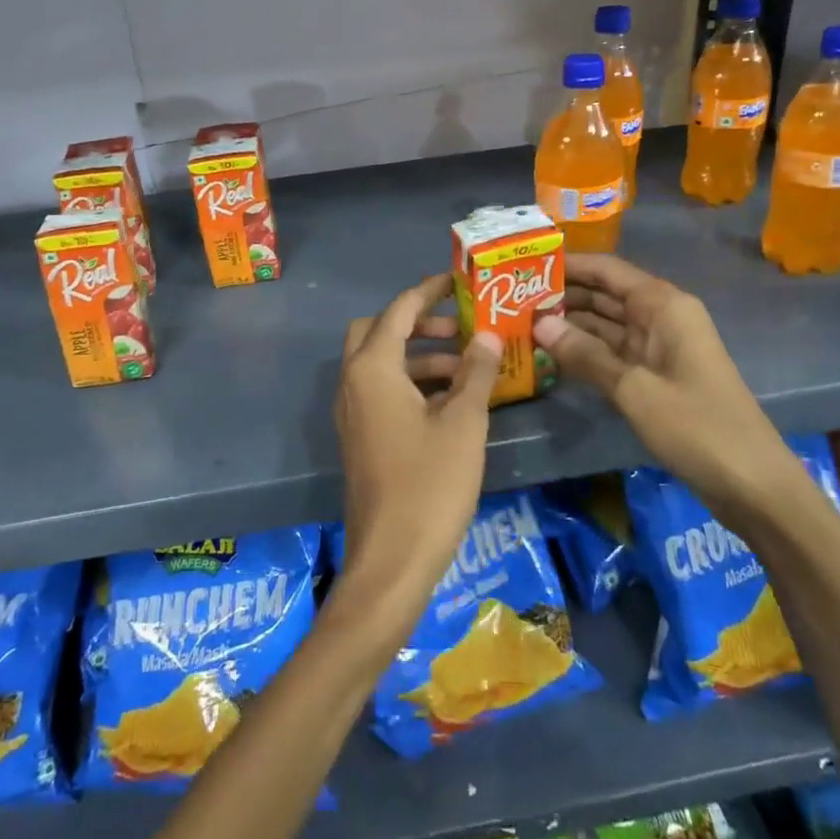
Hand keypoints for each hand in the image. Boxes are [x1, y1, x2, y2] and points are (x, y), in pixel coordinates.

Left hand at [333, 273, 500, 633]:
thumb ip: (475, 373)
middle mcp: (353, 382)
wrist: (391, 559)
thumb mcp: (463, 424)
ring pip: (381, 364)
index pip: (398, 311)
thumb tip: (486, 335)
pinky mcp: (360, 437)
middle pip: (378, 331)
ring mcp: (352, 412)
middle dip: (418, 323)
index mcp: (372, 369)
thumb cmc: (430, 485)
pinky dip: (411, 383)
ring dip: (419, 356)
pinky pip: (382, 391)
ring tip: (469, 366)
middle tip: (460, 328)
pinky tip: (451, 401)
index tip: (457, 279)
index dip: (428, 291)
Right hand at [532, 253, 814, 533]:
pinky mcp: (655, 375)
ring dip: (568, 323)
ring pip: (605, 324)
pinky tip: (549, 353)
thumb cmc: (697, 426)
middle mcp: (661, 317)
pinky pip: (612, 351)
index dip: (568, 264)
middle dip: (562, 294)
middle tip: (510, 297)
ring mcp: (658, 347)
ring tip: (520, 321)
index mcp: (663, 306)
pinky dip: (584, 350)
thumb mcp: (634, 389)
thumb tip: (538, 323)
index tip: (524, 263)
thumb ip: (584, 354)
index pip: (607, 270)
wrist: (753, 484)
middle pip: (604, 294)